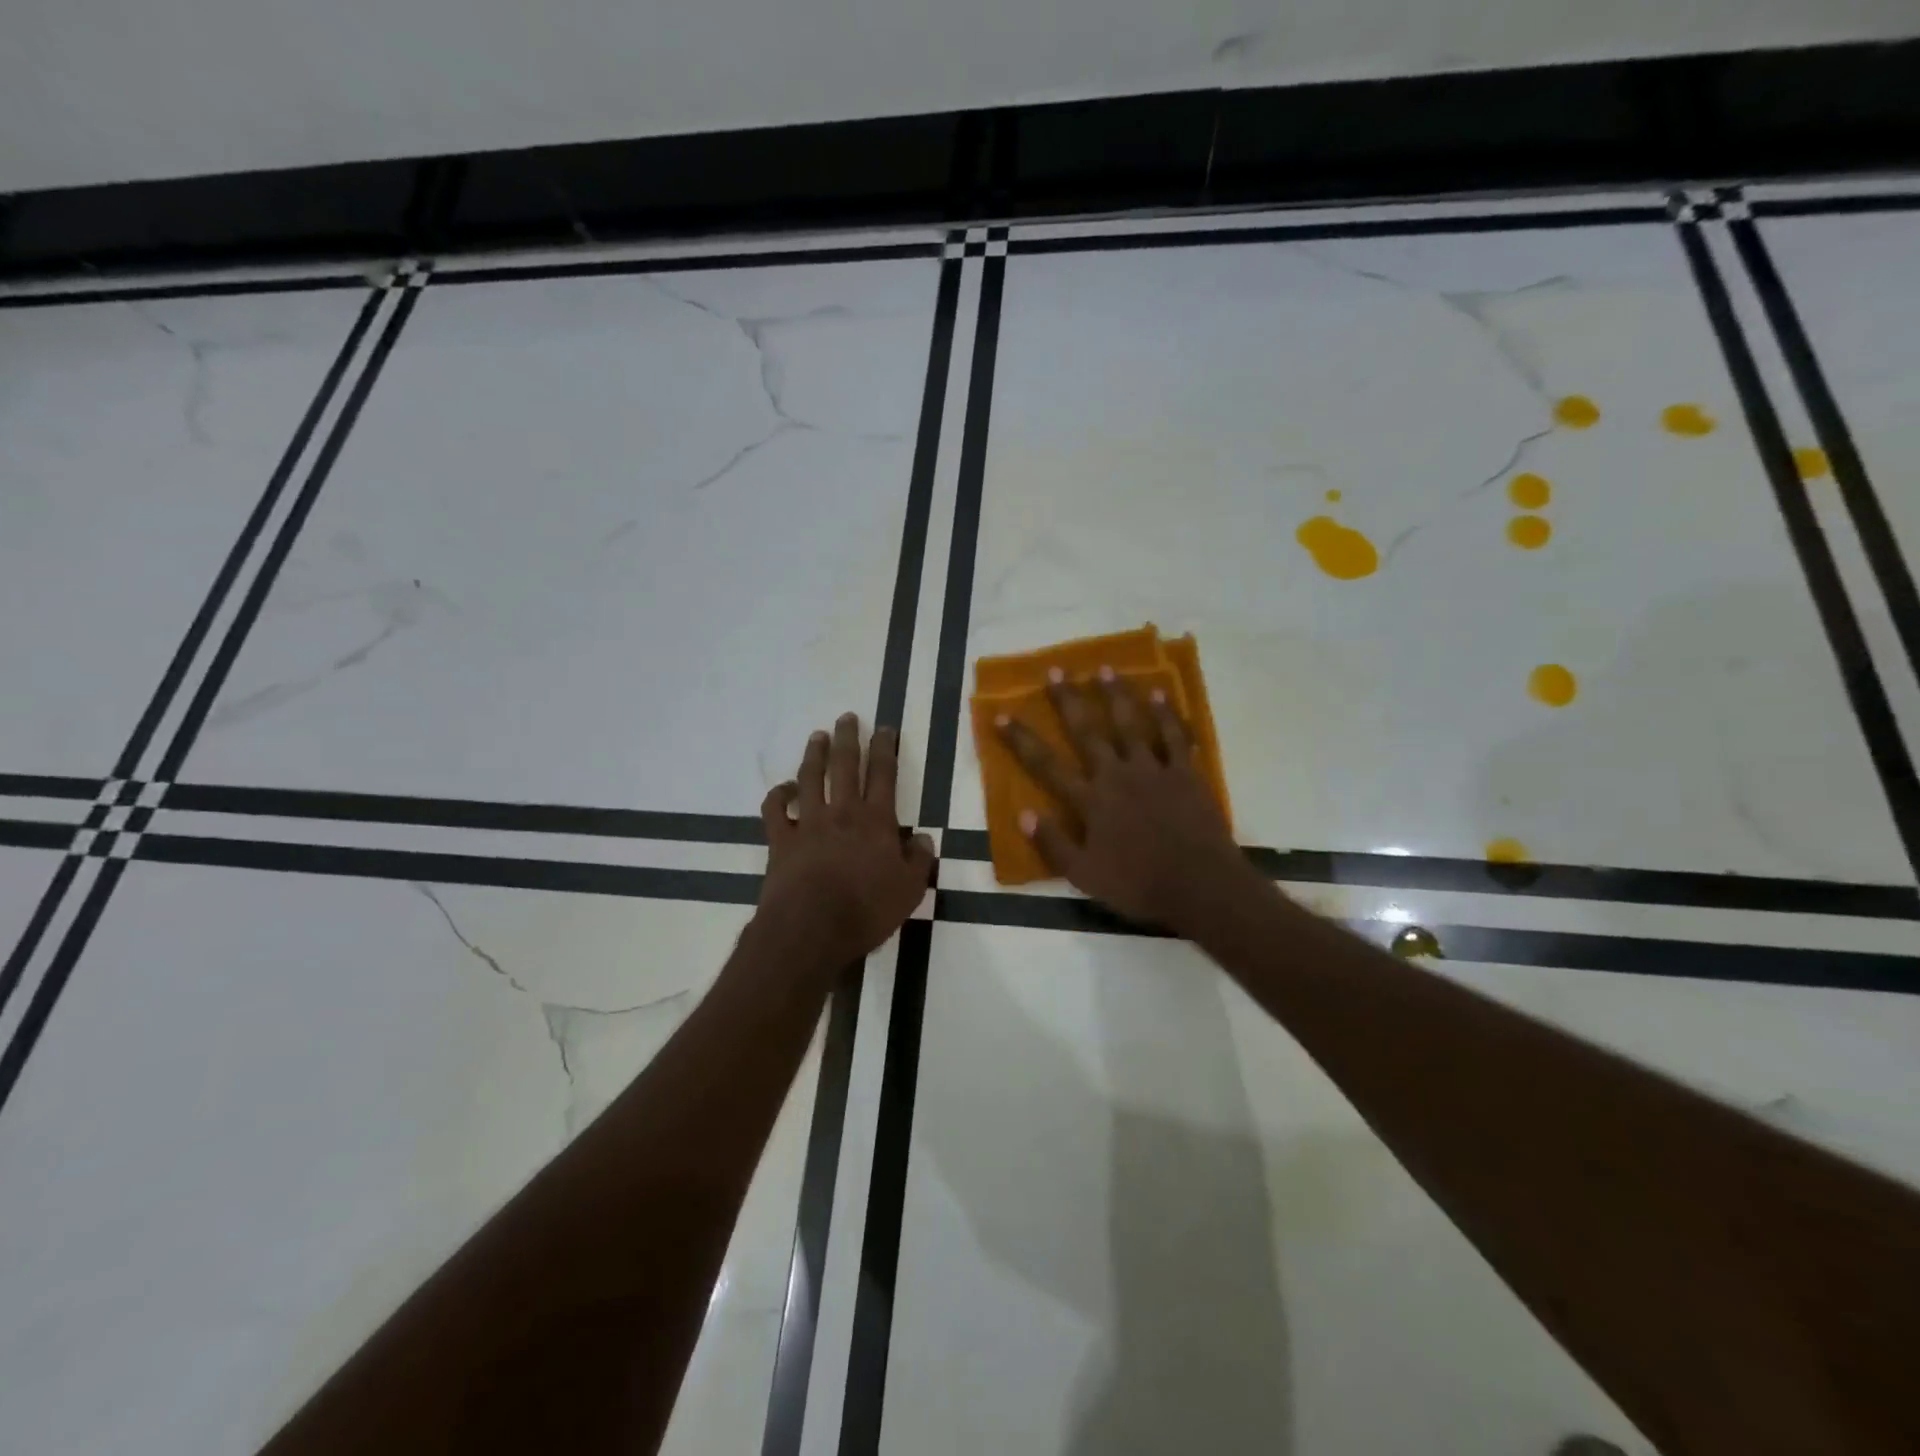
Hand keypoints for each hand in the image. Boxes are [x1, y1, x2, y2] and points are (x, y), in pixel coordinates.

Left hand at [757, 713, 934, 968]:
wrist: (811, 929)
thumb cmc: (867, 910)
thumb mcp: (910, 890)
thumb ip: (918, 860)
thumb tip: (922, 837)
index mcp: (876, 820)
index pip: (884, 774)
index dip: (885, 748)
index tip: (885, 728)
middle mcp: (842, 812)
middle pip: (844, 765)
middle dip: (848, 738)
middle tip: (847, 717)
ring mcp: (808, 823)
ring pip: (810, 778)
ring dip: (814, 754)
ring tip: (817, 736)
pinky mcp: (781, 840)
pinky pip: (775, 810)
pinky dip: (778, 795)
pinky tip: (784, 789)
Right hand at [998, 668, 1255, 933]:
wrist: (1199, 886)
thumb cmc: (1138, 885)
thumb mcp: (1084, 876)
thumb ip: (1053, 844)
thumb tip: (1023, 814)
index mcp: (1090, 801)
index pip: (1046, 765)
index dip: (1021, 740)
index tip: (1001, 715)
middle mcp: (1116, 775)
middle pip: (1087, 731)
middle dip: (1068, 700)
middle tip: (1055, 671)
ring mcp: (1153, 770)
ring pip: (1130, 724)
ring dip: (1116, 695)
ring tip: (1104, 669)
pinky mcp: (1184, 773)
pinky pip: (1173, 736)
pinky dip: (1167, 714)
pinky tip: (1160, 693)